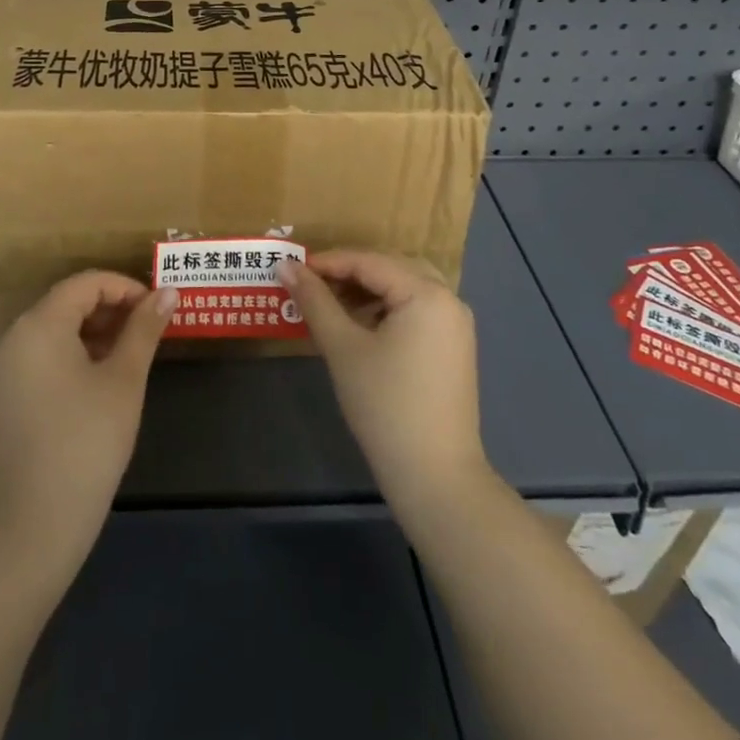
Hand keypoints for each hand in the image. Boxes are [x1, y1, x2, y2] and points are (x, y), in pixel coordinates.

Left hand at [0, 271, 175, 563]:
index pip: (86, 283)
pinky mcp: (1, 401)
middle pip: (67, 304)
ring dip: (93, 333)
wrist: (33, 525)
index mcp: (40, 324)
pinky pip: (40, 359)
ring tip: (128, 357)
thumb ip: (144, 330)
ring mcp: (2, 372)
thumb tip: (168, 292)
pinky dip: (71, 357)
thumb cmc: (86, 442)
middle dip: (111, 310)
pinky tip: (97, 385)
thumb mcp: (124, 380)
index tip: (157, 309)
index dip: (126, 288)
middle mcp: (14, 338)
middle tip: (147, 332)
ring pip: (54, 332)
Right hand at [282, 250, 487, 515]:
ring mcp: (455, 325)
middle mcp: (449, 299)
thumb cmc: (385, 405)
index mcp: (426, 293)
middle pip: (390, 268)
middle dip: (348, 273)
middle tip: (309, 286)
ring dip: (366, 291)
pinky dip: (386, 310)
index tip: (292, 269)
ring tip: (329, 305)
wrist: (436, 478)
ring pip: (404, 288)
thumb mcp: (343, 348)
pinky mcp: (453, 348)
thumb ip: (314, 300)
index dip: (328, 262)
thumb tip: (284, 265)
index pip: (369, 261)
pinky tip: (359, 327)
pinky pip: (415, 311)